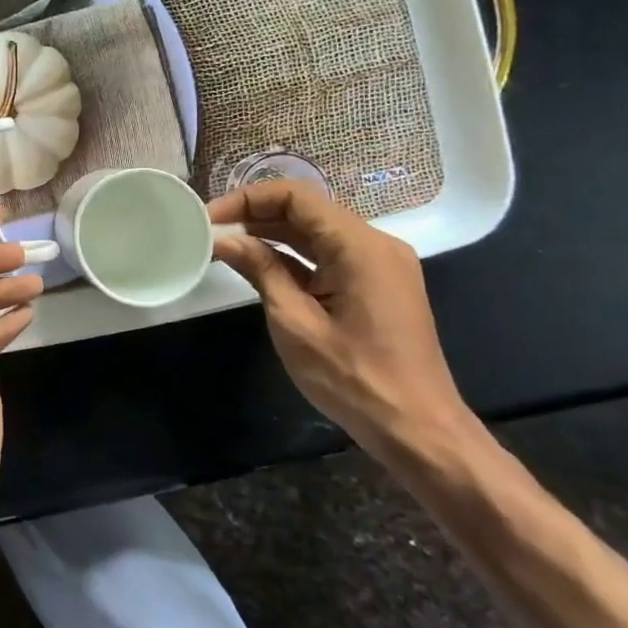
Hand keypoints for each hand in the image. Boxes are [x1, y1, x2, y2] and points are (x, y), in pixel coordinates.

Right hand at [209, 181, 474, 464]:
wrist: (418, 430)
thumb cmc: (353, 378)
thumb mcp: (295, 322)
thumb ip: (260, 271)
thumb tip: (225, 240)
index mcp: (360, 247)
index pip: (296, 197)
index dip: (248, 199)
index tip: (210, 217)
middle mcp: (374, 245)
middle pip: (306, 209)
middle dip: (255, 214)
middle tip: (209, 231)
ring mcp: (378, 265)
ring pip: (315, 231)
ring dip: (270, 233)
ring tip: (224, 244)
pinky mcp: (375, 284)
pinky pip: (327, 254)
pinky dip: (291, 255)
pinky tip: (256, 264)